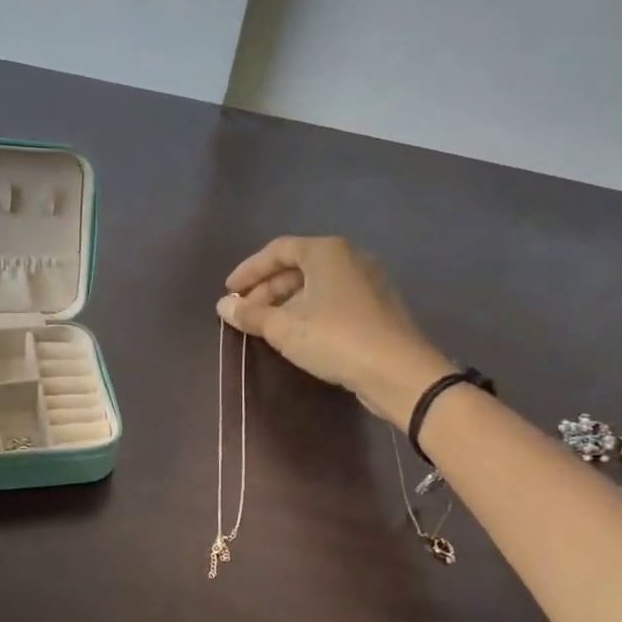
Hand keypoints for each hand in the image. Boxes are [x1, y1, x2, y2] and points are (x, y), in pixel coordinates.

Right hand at [217, 236, 448, 419]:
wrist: (397, 371)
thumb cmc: (335, 338)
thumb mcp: (284, 328)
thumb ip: (251, 315)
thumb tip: (223, 307)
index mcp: (327, 252)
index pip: (278, 250)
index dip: (249, 270)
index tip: (229, 291)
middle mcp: (349, 258)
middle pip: (297, 266)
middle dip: (266, 289)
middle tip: (244, 313)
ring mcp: (367, 281)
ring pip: (316, 284)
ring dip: (286, 302)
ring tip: (265, 326)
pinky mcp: (376, 306)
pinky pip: (332, 299)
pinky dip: (308, 310)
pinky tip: (295, 333)